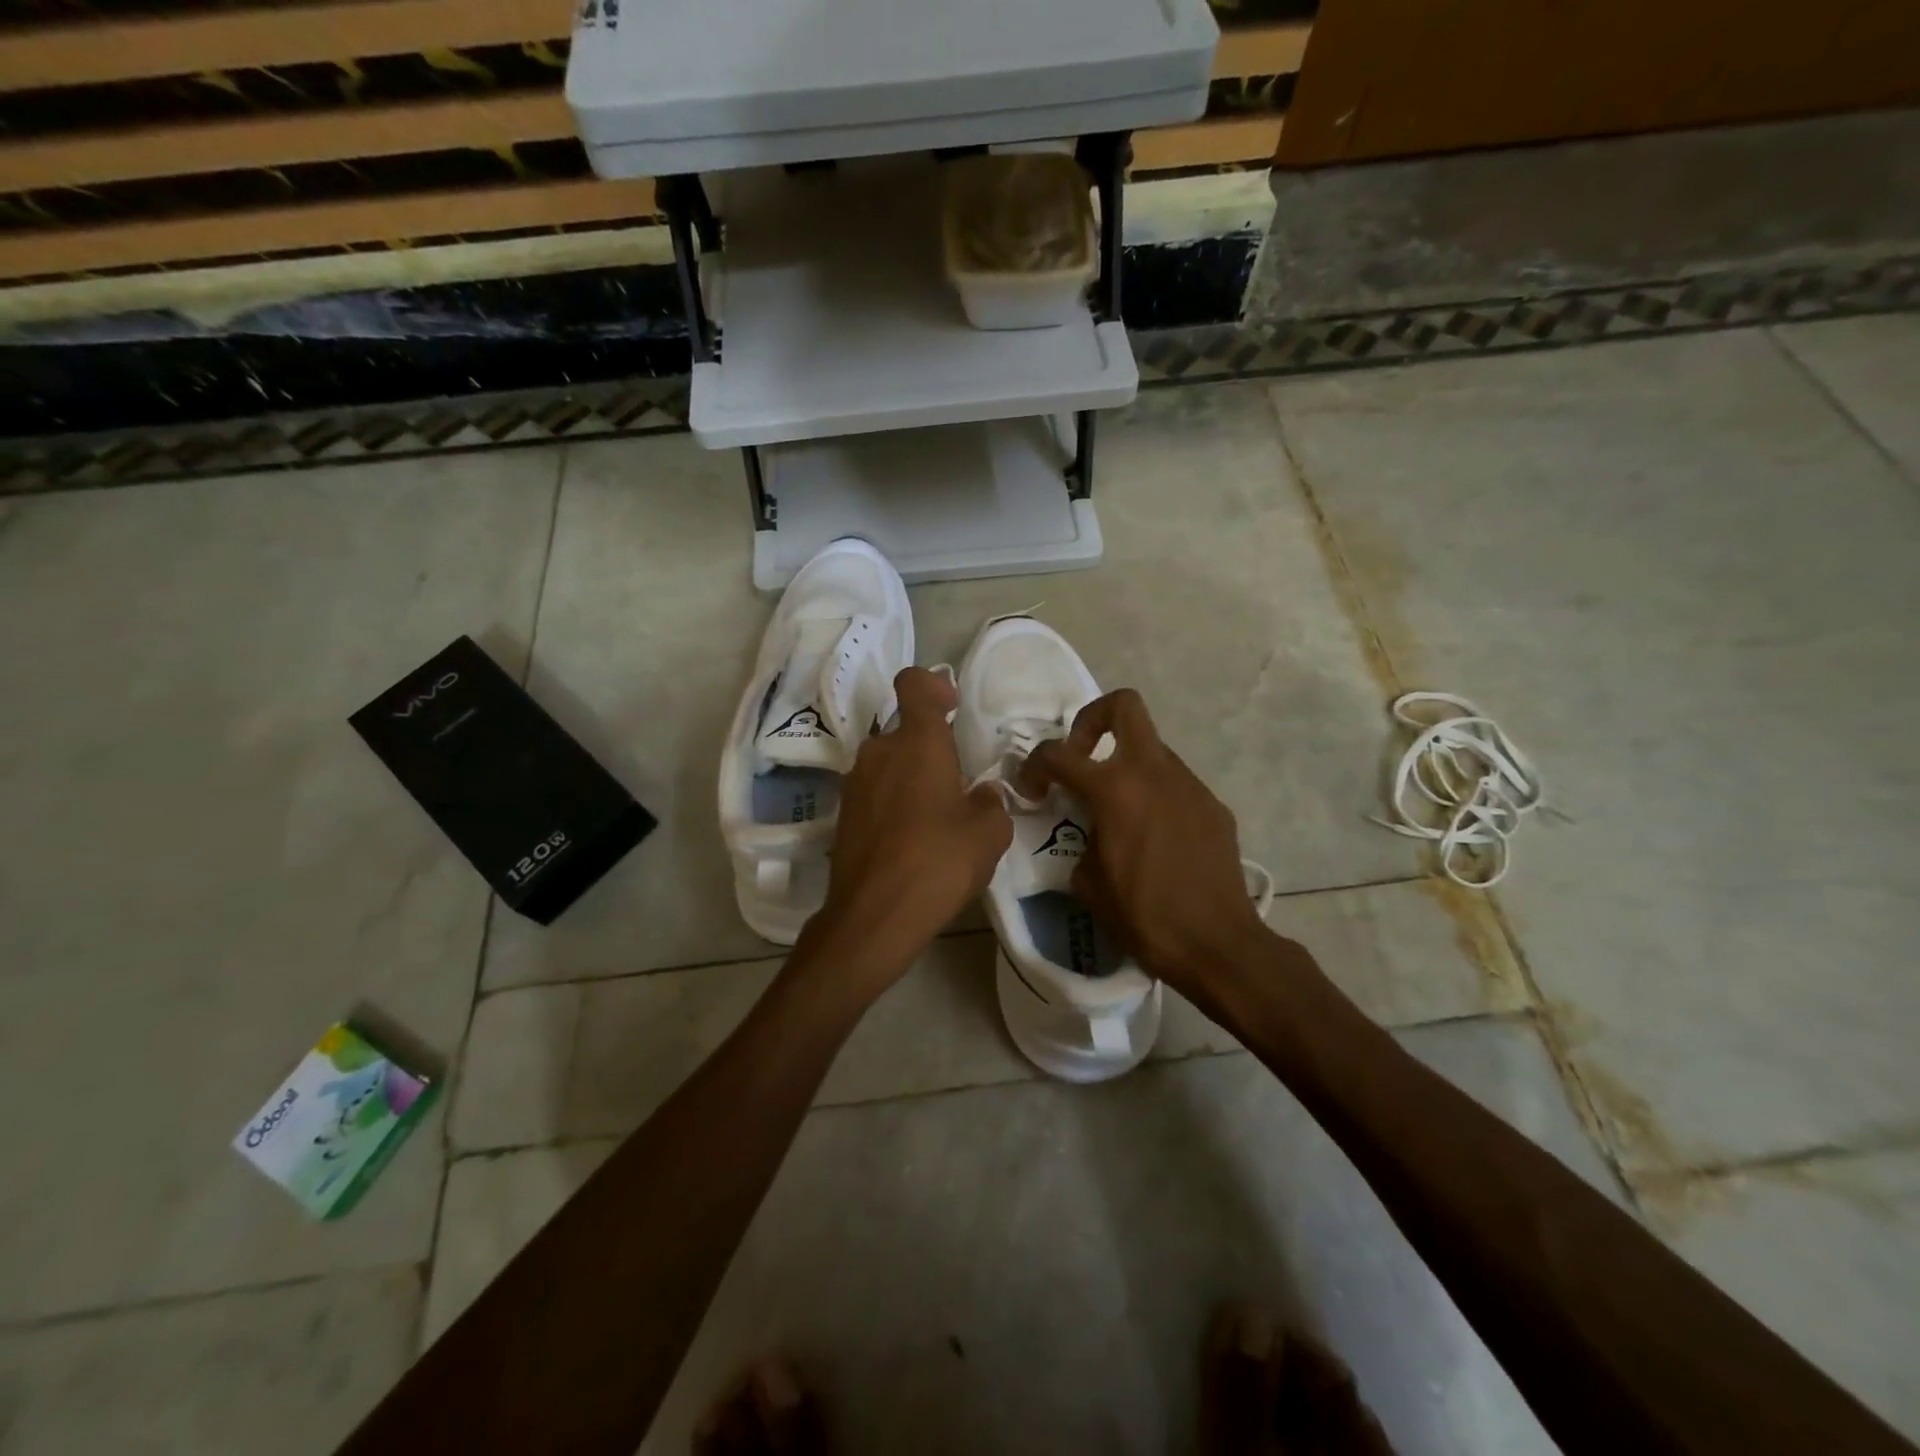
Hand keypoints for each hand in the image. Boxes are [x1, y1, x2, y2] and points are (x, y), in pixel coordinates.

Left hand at [807, 667, 1011, 995]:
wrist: (873, 917)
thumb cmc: (938, 863)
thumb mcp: (989, 834)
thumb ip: (991, 803)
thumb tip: (981, 794)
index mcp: (917, 743)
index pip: (914, 683)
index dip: (934, 684)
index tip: (952, 708)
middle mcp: (879, 752)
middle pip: (905, 731)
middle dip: (931, 749)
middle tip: (957, 785)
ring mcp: (855, 783)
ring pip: (889, 763)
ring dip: (911, 777)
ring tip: (936, 819)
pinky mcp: (843, 813)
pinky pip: (875, 791)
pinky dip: (893, 802)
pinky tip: (911, 840)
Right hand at [1024, 689, 1270, 997]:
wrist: (1217, 944)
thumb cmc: (1143, 916)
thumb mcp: (1088, 882)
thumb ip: (1081, 842)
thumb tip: (1088, 833)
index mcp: (1114, 790)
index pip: (1058, 753)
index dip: (1034, 766)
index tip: (1033, 791)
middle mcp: (1153, 773)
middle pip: (1123, 706)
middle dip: (1093, 720)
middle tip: (1082, 758)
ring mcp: (1189, 785)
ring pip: (1151, 749)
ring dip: (1127, 766)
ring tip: (1120, 812)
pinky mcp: (1212, 806)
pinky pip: (1175, 785)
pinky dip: (1156, 796)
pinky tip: (1155, 837)